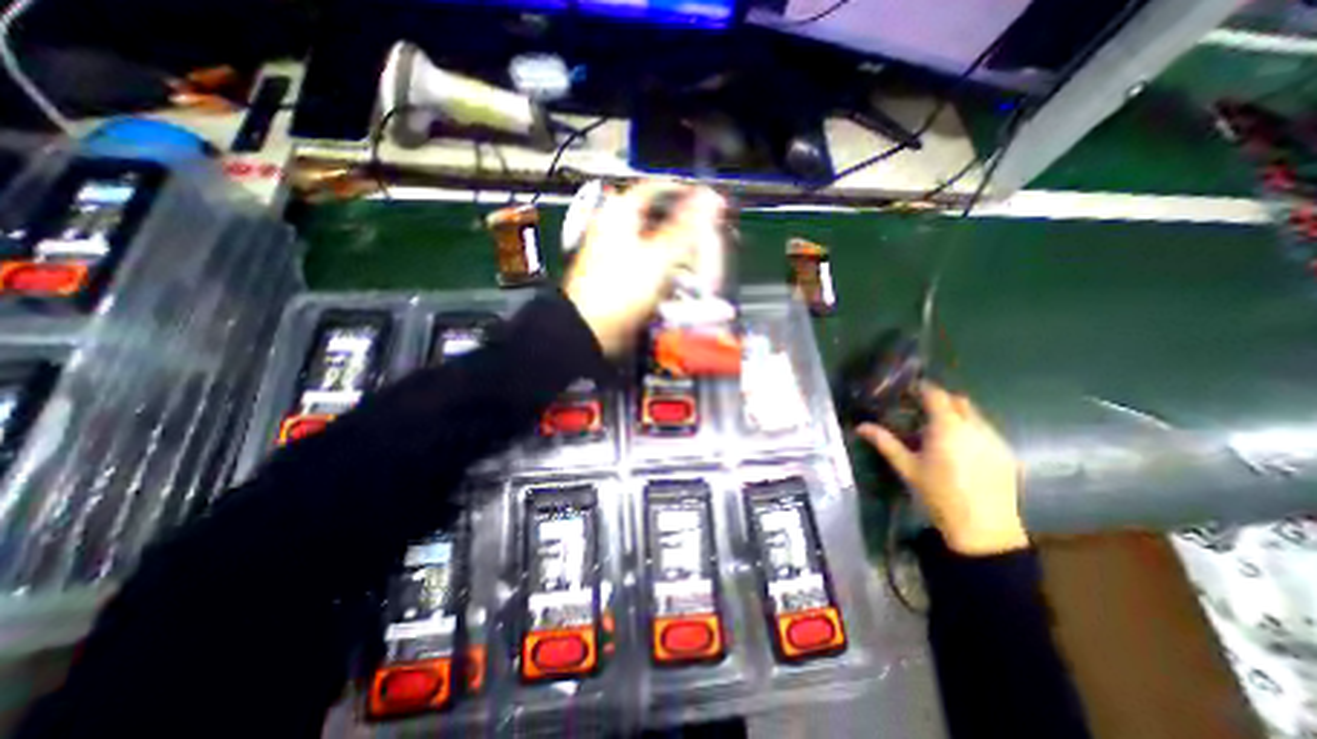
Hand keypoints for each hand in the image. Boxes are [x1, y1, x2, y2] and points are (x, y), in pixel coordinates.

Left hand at [559, 180, 723, 355]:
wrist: (592, 328)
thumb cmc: (621, 288)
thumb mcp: (660, 255)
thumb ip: (687, 226)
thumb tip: (711, 198)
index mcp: (620, 212)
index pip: (657, 187)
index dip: (686, 192)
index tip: (709, 203)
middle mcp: (616, 226)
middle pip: (658, 217)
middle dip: (685, 229)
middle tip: (706, 238)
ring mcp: (616, 251)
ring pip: (655, 242)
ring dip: (677, 252)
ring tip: (697, 264)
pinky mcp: (620, 274)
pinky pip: (649, 263)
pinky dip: (665, 269)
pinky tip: (679, 281)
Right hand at [860, 388, 1033, 555]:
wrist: (983, 528)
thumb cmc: (938, 494)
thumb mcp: (907, 467)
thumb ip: (885, 442)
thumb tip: (861, 426)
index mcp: (947, 427)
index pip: (936, 395)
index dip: (923, 389)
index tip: (911, 391)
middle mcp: (975, 427)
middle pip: (959, 401)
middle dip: (942, 400)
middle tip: (923, 412)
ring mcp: (995, 440)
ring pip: (976, 416)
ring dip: (958, 416)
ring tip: (942, 434)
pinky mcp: (1007, 454)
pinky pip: (987, 432)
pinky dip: (972, 432)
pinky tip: (962, 452)